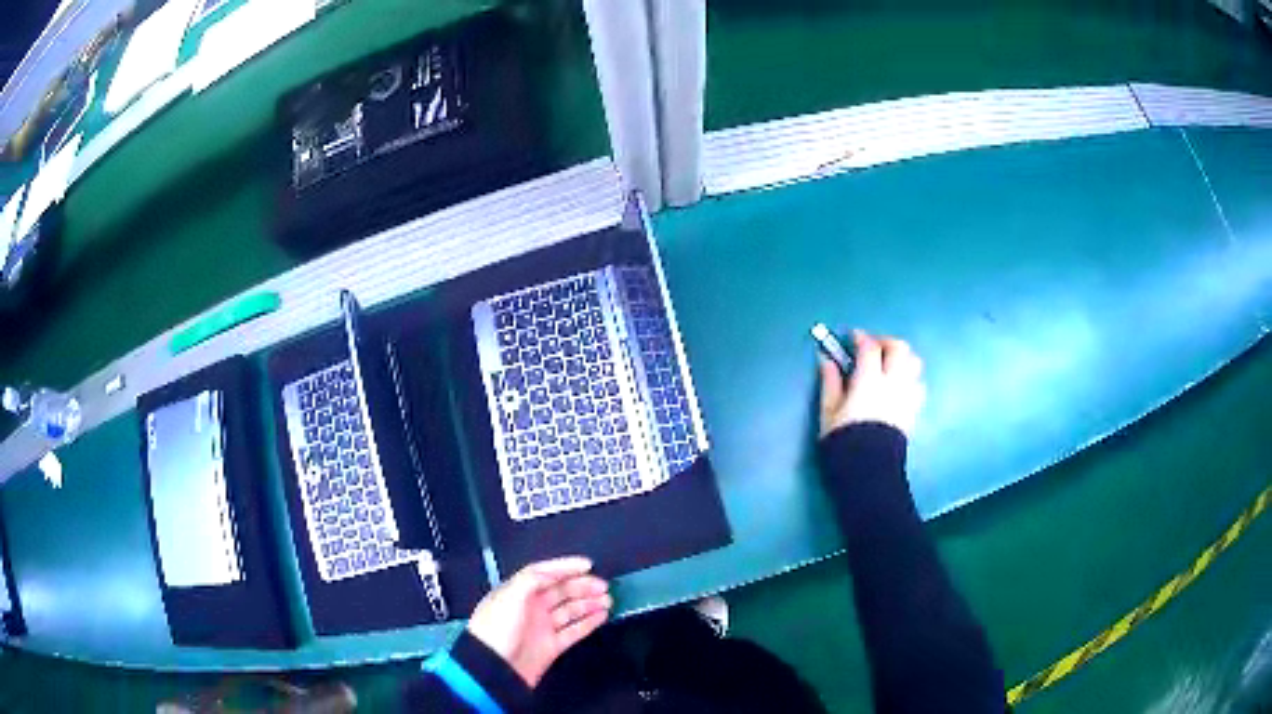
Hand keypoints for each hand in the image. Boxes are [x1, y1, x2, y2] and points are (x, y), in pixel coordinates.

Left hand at [466, 557, 612, 686]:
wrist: (495, 667)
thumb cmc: (497, 629)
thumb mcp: (510, 596)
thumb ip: (532, 580)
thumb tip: (553, 573)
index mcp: (517, 592)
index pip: (543, 573)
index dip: (565, 567)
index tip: (587, 564)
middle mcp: (530, 607)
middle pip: (560, 591)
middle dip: (582, 586)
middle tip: (603, 585)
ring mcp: (542, 627)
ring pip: (570, 610)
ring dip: (589, 603)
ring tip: (607, 600)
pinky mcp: (552, 646)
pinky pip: (574, 630)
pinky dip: (588, 622)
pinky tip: (601, 616)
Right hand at [819, 330, 925, 437]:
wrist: (869, 469)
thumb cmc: (844, 440)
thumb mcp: (829, 411)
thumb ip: (830, 382)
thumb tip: (827, 360)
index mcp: (869, 380)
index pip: (870, 347)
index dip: (861, 337)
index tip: (852, 337)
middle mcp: (893, 382)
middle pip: (899, 348)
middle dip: (886, 341)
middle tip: (872, 347)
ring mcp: (907, 395)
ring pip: (914, 362)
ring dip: (902, 356)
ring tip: (888, 363)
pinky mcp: (914, 409)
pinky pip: (919, 382)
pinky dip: (910, 376)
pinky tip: (898, 384)